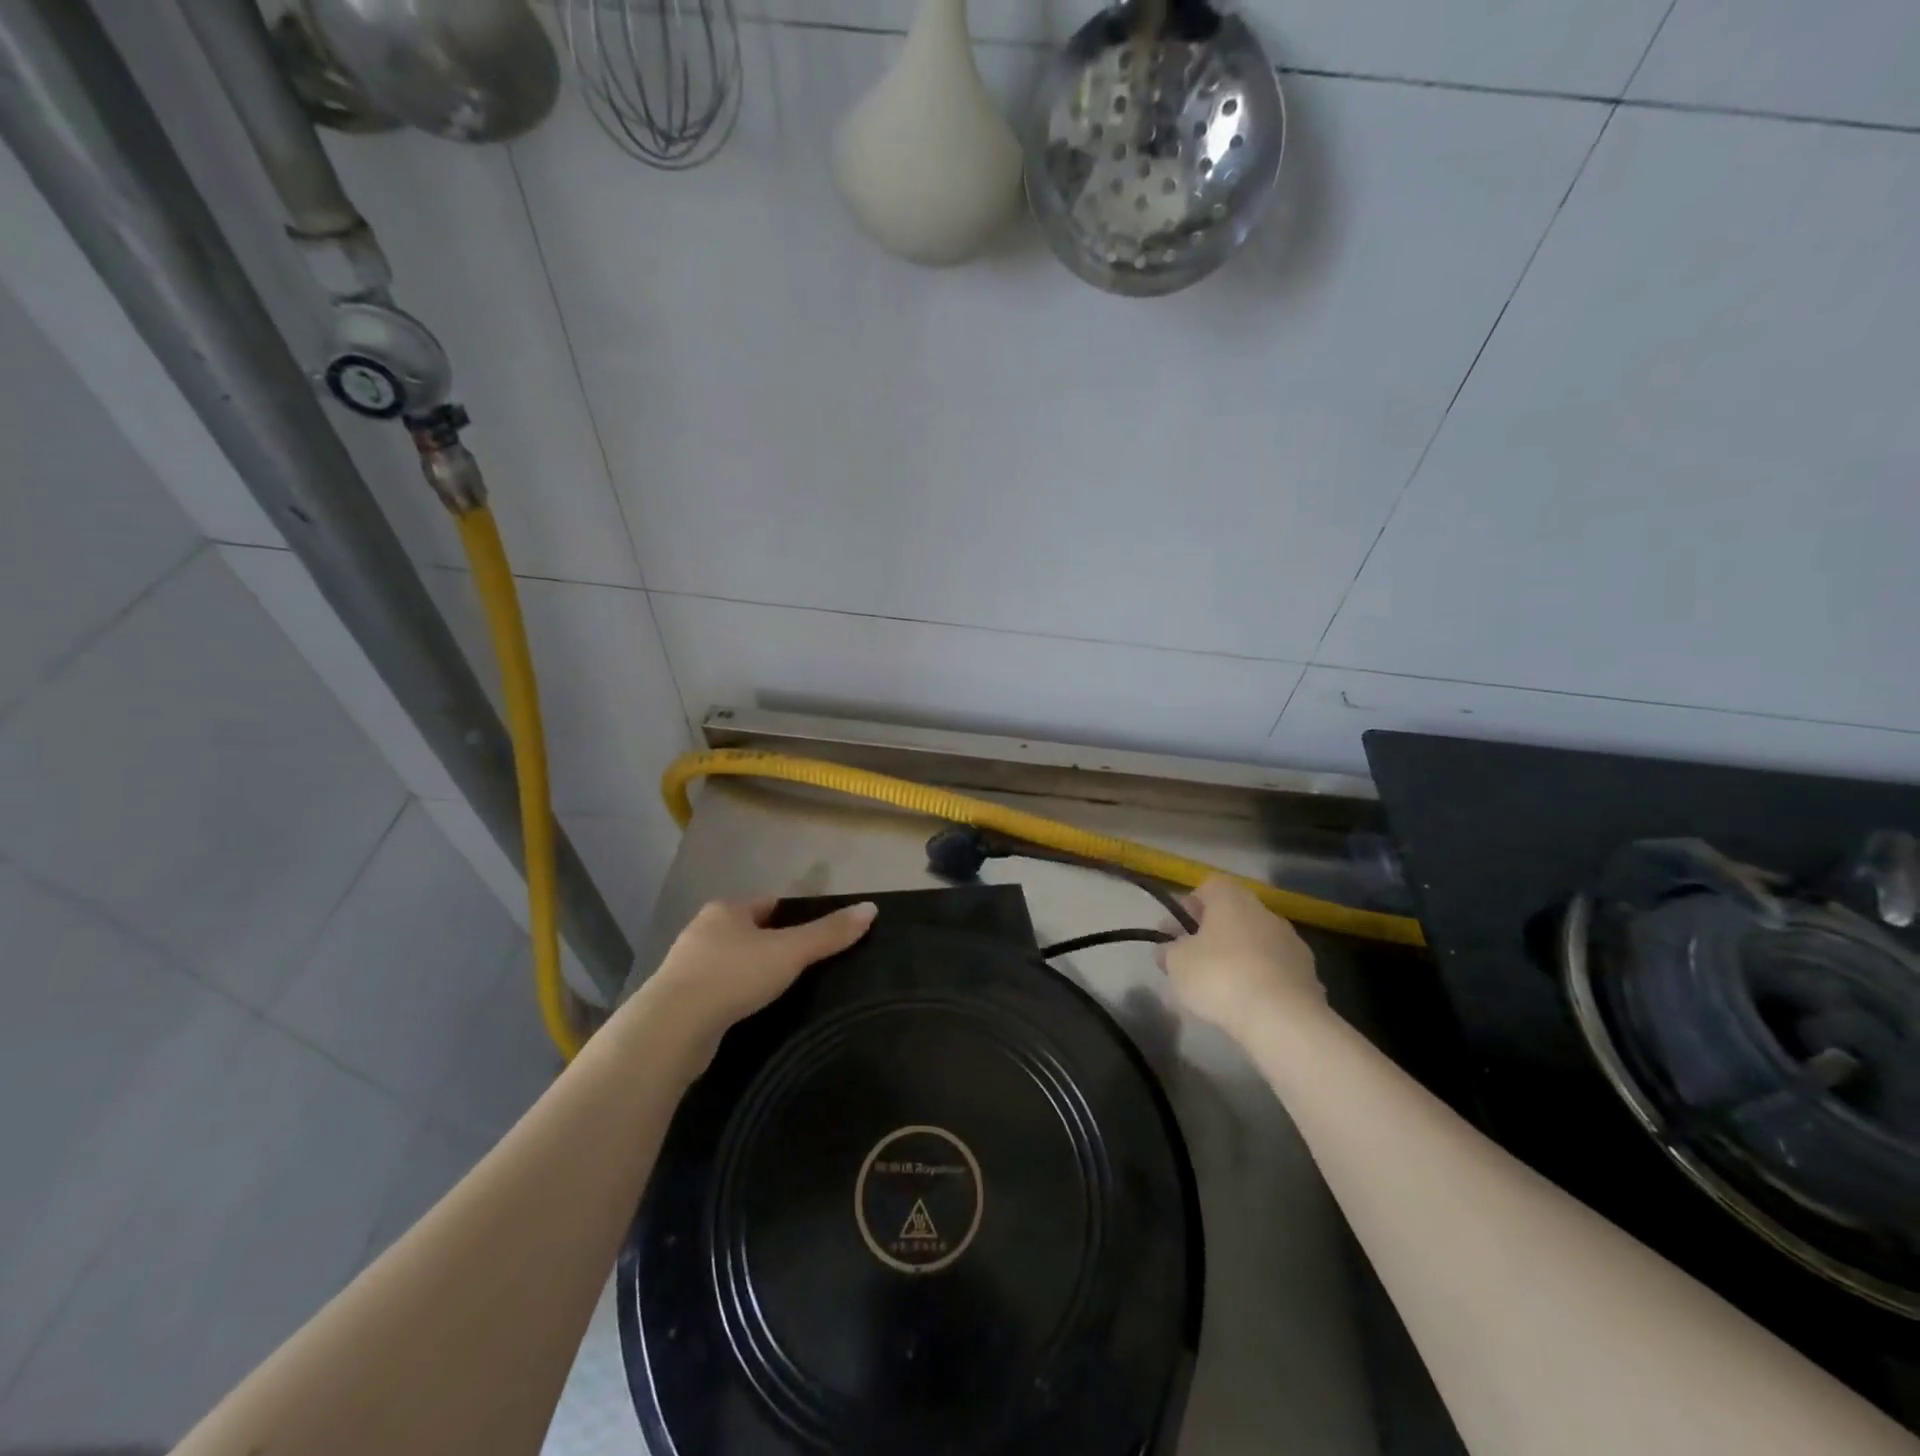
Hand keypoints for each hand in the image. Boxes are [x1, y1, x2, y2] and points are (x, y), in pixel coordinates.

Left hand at [642, 897, 877, 1043]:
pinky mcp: (680, 1001)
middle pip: (749, 931)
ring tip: (782, 990)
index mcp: (726, 910)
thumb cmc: (733, 976)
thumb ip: (829, 933)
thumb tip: (872, 909)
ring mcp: (687, 967)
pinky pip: (718, 991)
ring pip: (732, 962)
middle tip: (804, 964)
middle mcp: (703, 931)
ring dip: (752, 972)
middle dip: (773, 944)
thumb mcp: (790, 951)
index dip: (793, 914)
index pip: (768, 903)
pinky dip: (736, 997)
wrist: (672, 1028)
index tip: (815, 933)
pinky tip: (751, 1011)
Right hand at [1157, 877, 1325, 1035]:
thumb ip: (1168, 952)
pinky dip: (1261, 978)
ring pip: (1256, 941)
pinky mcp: (1309, 974)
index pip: (1209, 887)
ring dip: (1240, 955)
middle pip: (1234, 914)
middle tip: (1194, 958)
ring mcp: (1291, 942)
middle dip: (1214, 933)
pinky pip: (1275, 968)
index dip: (1190, 906)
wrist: (1283, 1019)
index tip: (1177, 931)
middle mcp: (1265, 912)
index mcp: (1232, 899)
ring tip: (1222, 985)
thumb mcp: (1177, 964)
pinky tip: (1249, 1002)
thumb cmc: (1220, 977)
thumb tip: (1166, 949)